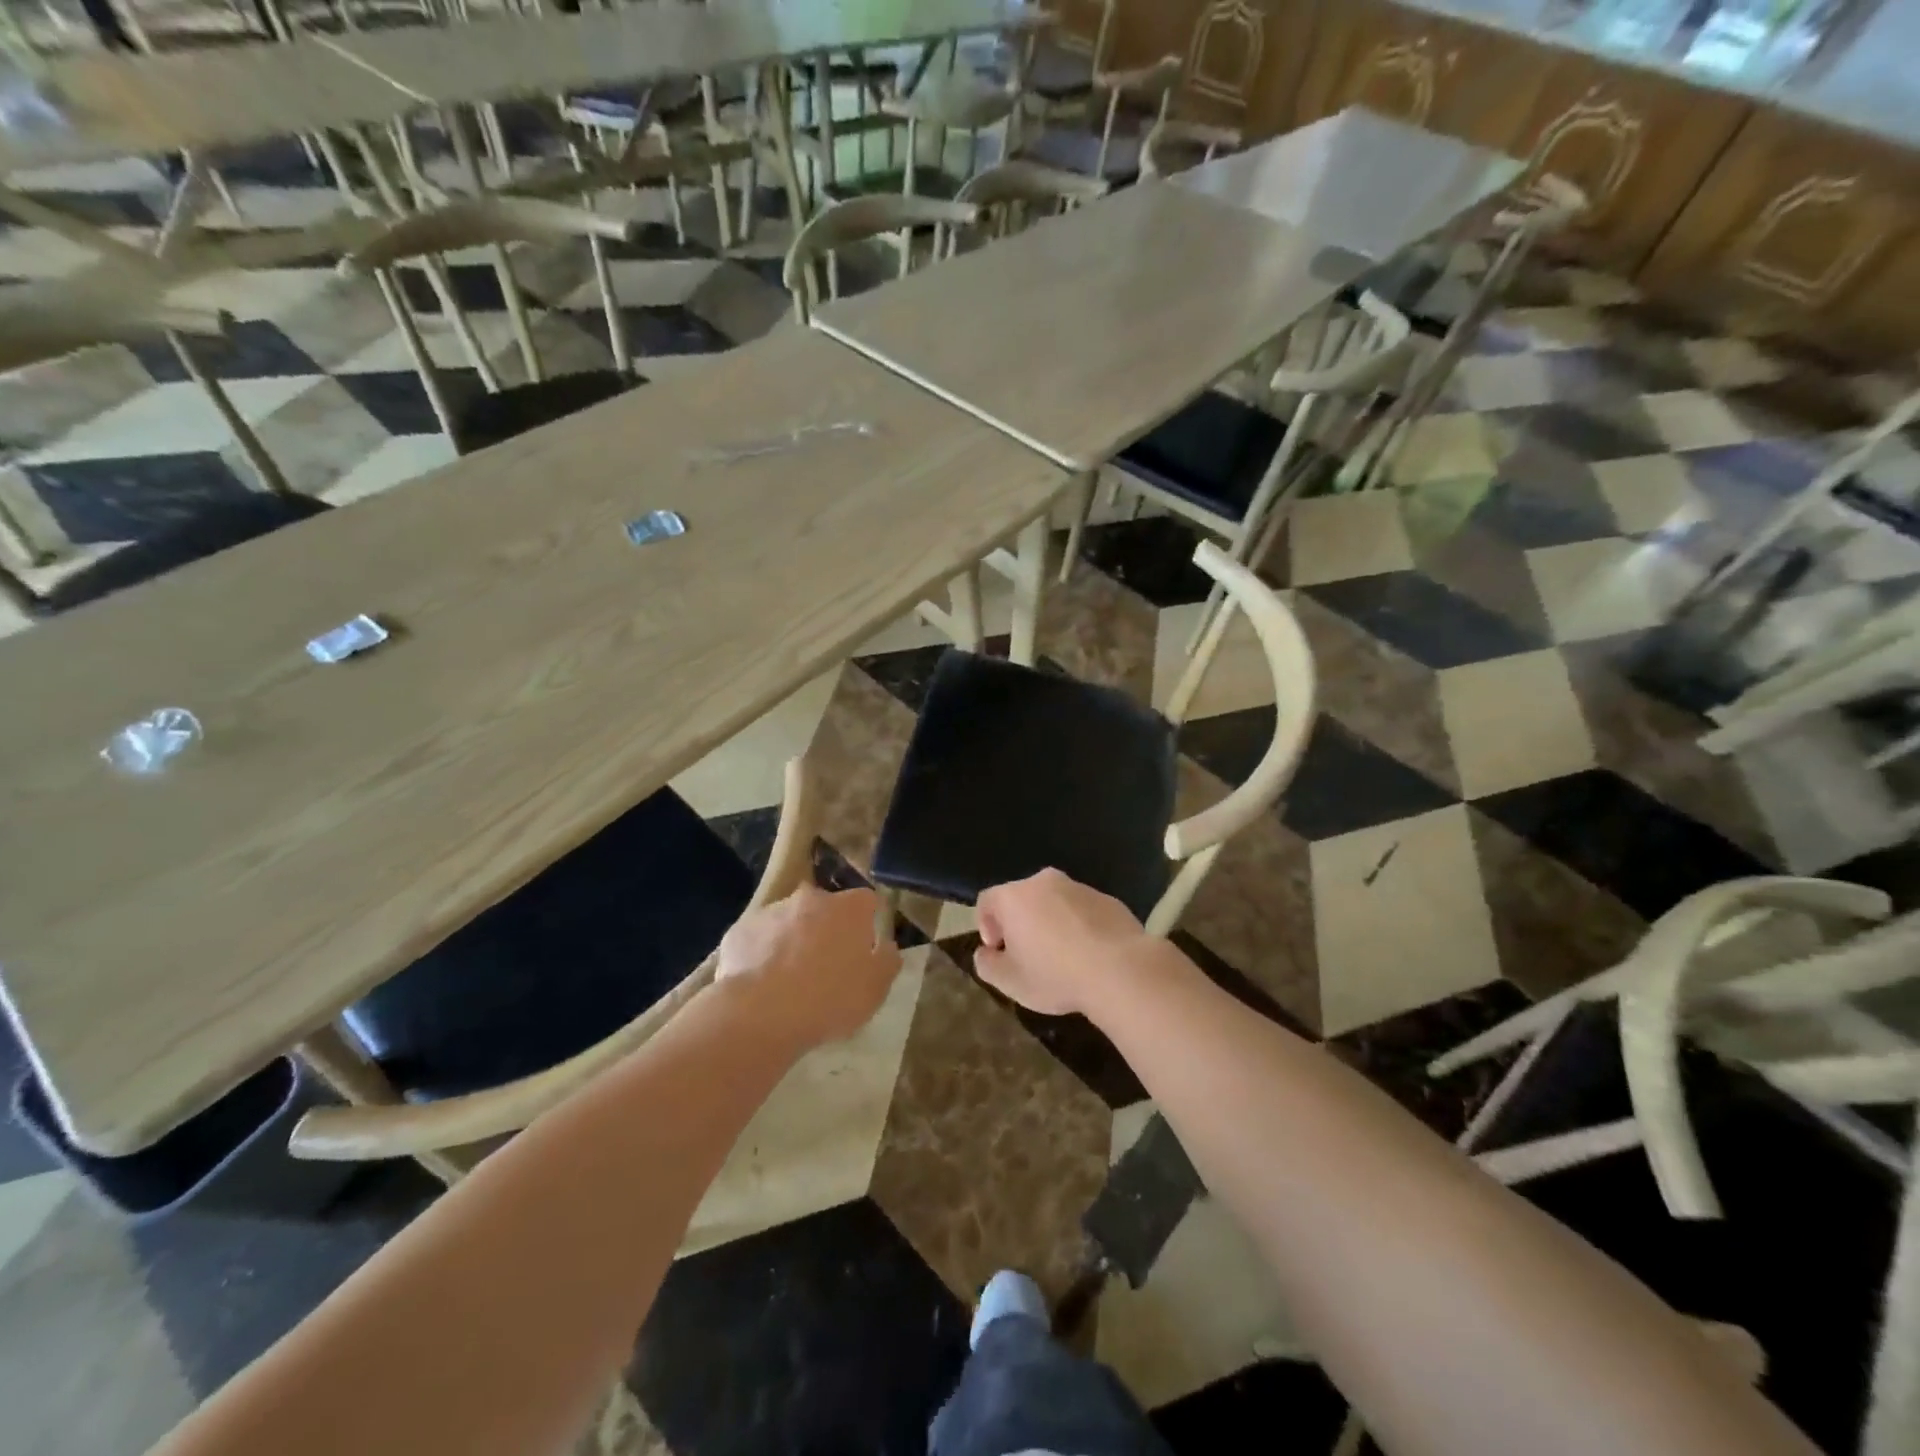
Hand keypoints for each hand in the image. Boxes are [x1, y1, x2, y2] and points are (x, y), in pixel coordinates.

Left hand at [715, 885, 902, 1048]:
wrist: (763, 1013)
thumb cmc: (831, 998)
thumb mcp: (876, 988)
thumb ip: (887, 961)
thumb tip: (886, 946)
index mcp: (849, 908)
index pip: (866, 901)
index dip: (866, 923)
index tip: (862, 947)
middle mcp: (811, 898)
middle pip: (824, 907)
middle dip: (826, 928)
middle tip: (825, 964)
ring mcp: (772, 911)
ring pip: (788, 921)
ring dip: (792, 939)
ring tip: (788, 979)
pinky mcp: (740, 930)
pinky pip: (757, 939)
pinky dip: (761, 954)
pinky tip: (760, 983)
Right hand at [975, 868, 1147, 1016]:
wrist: (1120, 970)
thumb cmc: (1056, 975)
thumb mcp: (1010, 982)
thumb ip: (987, 965)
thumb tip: (985, 953)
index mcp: (1015, 897)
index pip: (987, 901)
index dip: (986, 925)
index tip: (998, 951)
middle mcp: (1044, 882)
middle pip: (1021, 898)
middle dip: (1020, 923)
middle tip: (1027, 954)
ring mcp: (1079, 887)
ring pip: (1054, 902)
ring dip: (1050, 923)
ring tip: (1061, 957)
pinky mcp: (1107, 899)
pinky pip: (1082, 910)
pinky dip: (1078, 925)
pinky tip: (1088, 954)